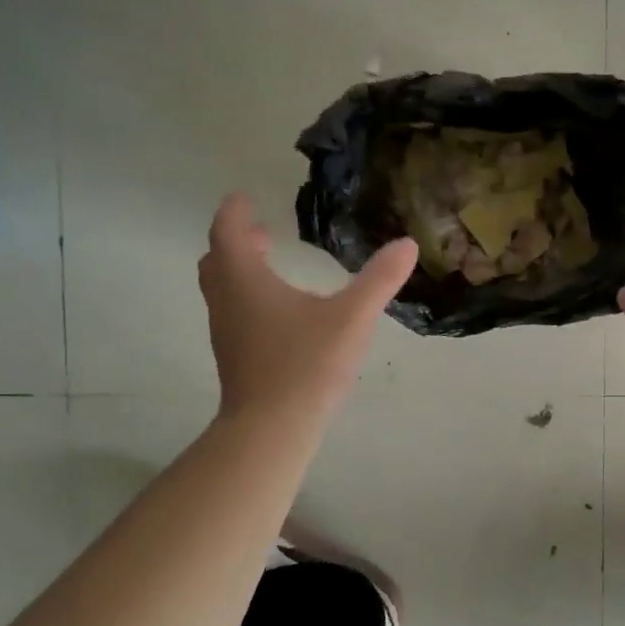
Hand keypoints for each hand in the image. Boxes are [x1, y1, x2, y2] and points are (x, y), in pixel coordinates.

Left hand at [200, 194, 417, 423]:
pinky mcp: (234, 357)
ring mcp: (226, 332)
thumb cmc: (307, 364)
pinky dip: (246, 299)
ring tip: (270, 269)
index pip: (226, 231)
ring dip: (239, 271)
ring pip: (221, 289)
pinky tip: (280, 315)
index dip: (233, 211)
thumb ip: (379, 280)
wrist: (271, 428)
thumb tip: (407, 244)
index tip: (243, 197)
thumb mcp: (351, 317)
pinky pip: (232, 313)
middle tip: (261, 234)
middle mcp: (227, 301)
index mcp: (245, 280)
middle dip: (235, 241)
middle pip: (217, 260)